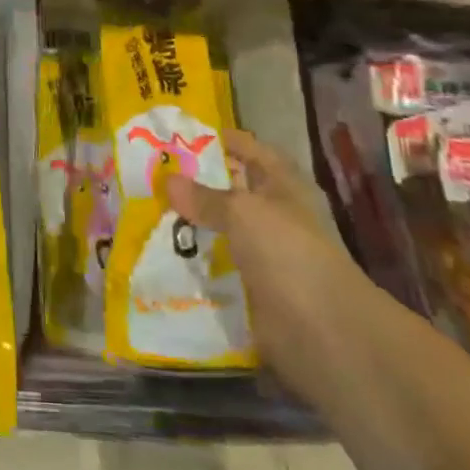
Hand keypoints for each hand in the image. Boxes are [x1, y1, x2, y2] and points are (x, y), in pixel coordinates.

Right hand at [166, 132, 366, 384]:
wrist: (324, 333)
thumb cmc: (288, 253)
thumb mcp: (242, 212)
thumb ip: (205, 197)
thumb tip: (168, 180)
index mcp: (283, 184)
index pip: (249, 149)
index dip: (219, 140)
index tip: (176, 136)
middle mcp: (274, 214)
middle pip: (230, 190)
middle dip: (194, 183)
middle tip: (150, 174)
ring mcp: (264, 254)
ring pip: (220, 229)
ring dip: (190, 224)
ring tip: (145, 211)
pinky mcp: (251, 288)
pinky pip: (216, 267)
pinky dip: (193, 262)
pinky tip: (159, 254)